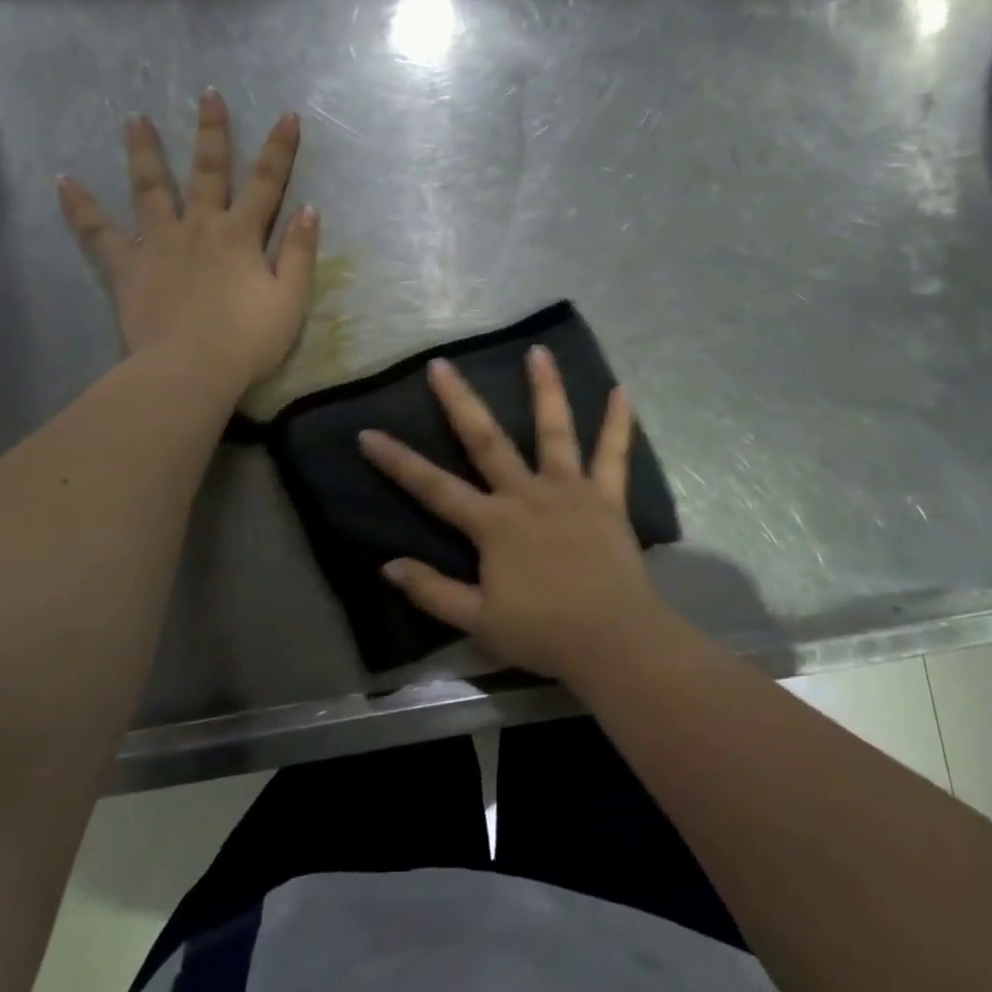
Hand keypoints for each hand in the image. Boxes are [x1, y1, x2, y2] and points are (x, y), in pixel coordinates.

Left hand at [57, 90, 318, 394]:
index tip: (287, 115)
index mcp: (241, 235)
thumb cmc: (247, 340)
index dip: (279, 149)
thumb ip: (299, 253)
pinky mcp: (128, 266)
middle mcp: (200, 227)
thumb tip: (309, 210)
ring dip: (145, 152)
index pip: (267, 183)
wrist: (190, 370)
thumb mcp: (290, 300)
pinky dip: (81, 208)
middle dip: (212, 132)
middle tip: (207, 95)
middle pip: (208, 171)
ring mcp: (159, 243)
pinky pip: (99, 233)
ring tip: (135, 120)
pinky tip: (64, 182)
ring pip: (151, 188)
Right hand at [358, 347, 673, 683]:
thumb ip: (432, 591)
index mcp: (493, 524)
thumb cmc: (543, 633)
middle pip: (486, 440)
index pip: (433, 487)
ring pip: (554, 431)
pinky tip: (622, 391)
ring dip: (545, 389)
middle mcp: (526, 494)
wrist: (613, 640)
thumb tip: (387, 565)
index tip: (368, 433)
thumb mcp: (477, 621)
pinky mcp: (606, 498)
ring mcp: (569, 490)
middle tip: (441, 364)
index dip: (397, 461)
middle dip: (460, 401)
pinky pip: (613, 455)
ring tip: (538, 351)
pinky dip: (618, 424)